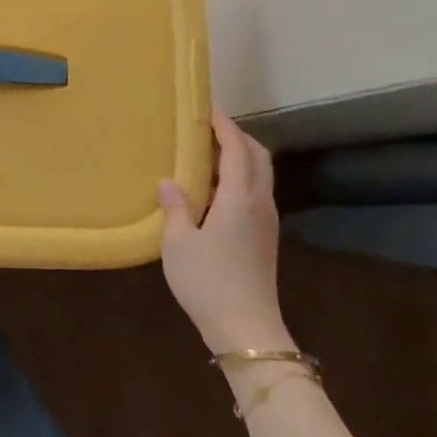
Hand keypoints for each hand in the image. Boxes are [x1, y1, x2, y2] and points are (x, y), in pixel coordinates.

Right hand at [157, 109, 285, 352]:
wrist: (246, 328)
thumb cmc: (208, 282)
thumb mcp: (178, 243)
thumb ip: (175, 207)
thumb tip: (170, 181)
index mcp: (240, 198)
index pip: (237, 149)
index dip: (224, 125)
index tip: (207, 108)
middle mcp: (260, 203)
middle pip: (258, 156)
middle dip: (237, 135)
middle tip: (208, 127)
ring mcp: (267, 221)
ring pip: (260, 174)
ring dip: (240, 156)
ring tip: (209, 152)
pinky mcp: (265, 236)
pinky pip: (256, 191)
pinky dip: (240, 176)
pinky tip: (216, 188)